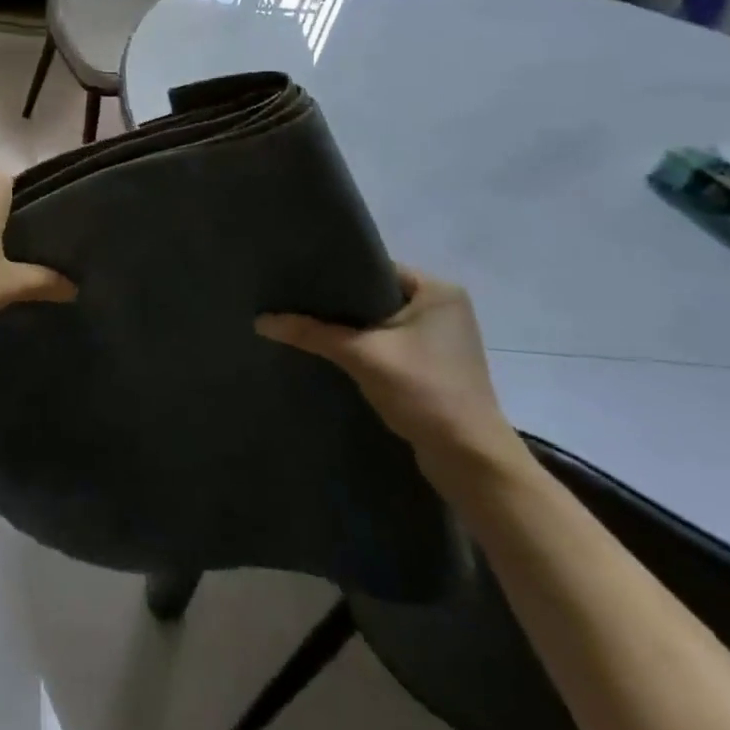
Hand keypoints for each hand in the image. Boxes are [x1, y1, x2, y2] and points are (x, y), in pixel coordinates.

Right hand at [257, 268, 524, 481]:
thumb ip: (311, 333)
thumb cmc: (425, 392)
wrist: (470, 462)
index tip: (296, 277)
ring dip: (348, 328)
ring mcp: (440, 339)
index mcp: (437, 290)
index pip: (374, 267)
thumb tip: (260, 321)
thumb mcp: (361, 355)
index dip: (335, 273)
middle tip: (292, 300)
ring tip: (303, 323)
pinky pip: (386, 344)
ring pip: (378, 322)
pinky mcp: (433, 367)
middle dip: (337, 302)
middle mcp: (443, 308)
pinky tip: (330, 352)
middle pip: (374, 295)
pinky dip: (361, 348)